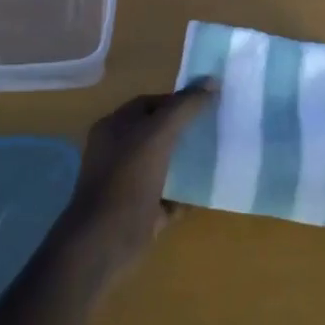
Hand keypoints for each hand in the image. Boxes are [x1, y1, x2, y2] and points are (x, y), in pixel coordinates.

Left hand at [56, 80, 217, 286]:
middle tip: (218, 127)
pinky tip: (210, 189)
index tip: (208, 102)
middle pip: (157, 133)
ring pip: (164, 164)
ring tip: (220, 154)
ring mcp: (129, 183)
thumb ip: (184, 108)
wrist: (104, 242)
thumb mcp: (157, 135)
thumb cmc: (126, 180)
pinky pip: (170, 196)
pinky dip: (187, 193)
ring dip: (188, 161)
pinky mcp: (142, 212)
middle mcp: (118, 152)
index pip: (148, 103)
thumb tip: (212, 81)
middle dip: (185, 130)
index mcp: (114, 128)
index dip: (176, 101)